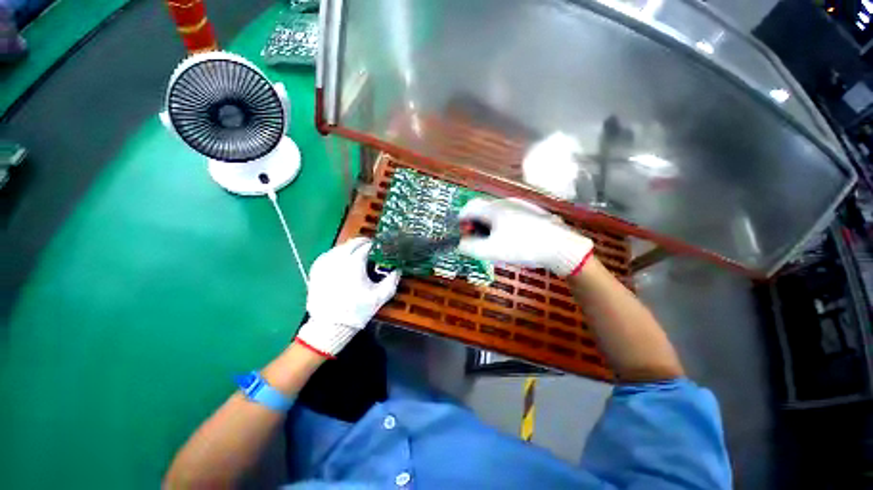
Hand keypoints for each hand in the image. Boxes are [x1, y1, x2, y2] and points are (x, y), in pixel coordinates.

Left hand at [294, 237, 400, 357]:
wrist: (329, 326)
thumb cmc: (357, 310)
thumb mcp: (380, 296)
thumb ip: (392, 280)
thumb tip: (398, 270)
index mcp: (354, 263)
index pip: (366, 246)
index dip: (375, 245)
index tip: (380, 247)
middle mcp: (339, 259)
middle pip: (352, 243)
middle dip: (362, 242)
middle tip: (370, 246)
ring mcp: (325, 264)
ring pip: (340, 247)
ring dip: (350, 246)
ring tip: (357, 251)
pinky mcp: (316, 270)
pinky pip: (328, 254)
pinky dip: (337, 253)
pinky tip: (341, 257)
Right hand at [458, 198, 593, 276]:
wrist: (559, 246)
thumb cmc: (522, 247)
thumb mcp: (491, 251)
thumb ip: (470, 247)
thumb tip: (461, 244)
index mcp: (493, 209)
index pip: (468, 208)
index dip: (461, 221)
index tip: (463, 234)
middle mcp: (504, 202)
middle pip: (481, 210)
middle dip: (474, 225)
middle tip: (478, 241)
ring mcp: (518, 205)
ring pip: (495, 213)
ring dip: (488, 226)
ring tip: (494, 242)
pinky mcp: (529, 212)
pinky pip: (507, 216)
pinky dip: (501, 225)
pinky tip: (510, 239)